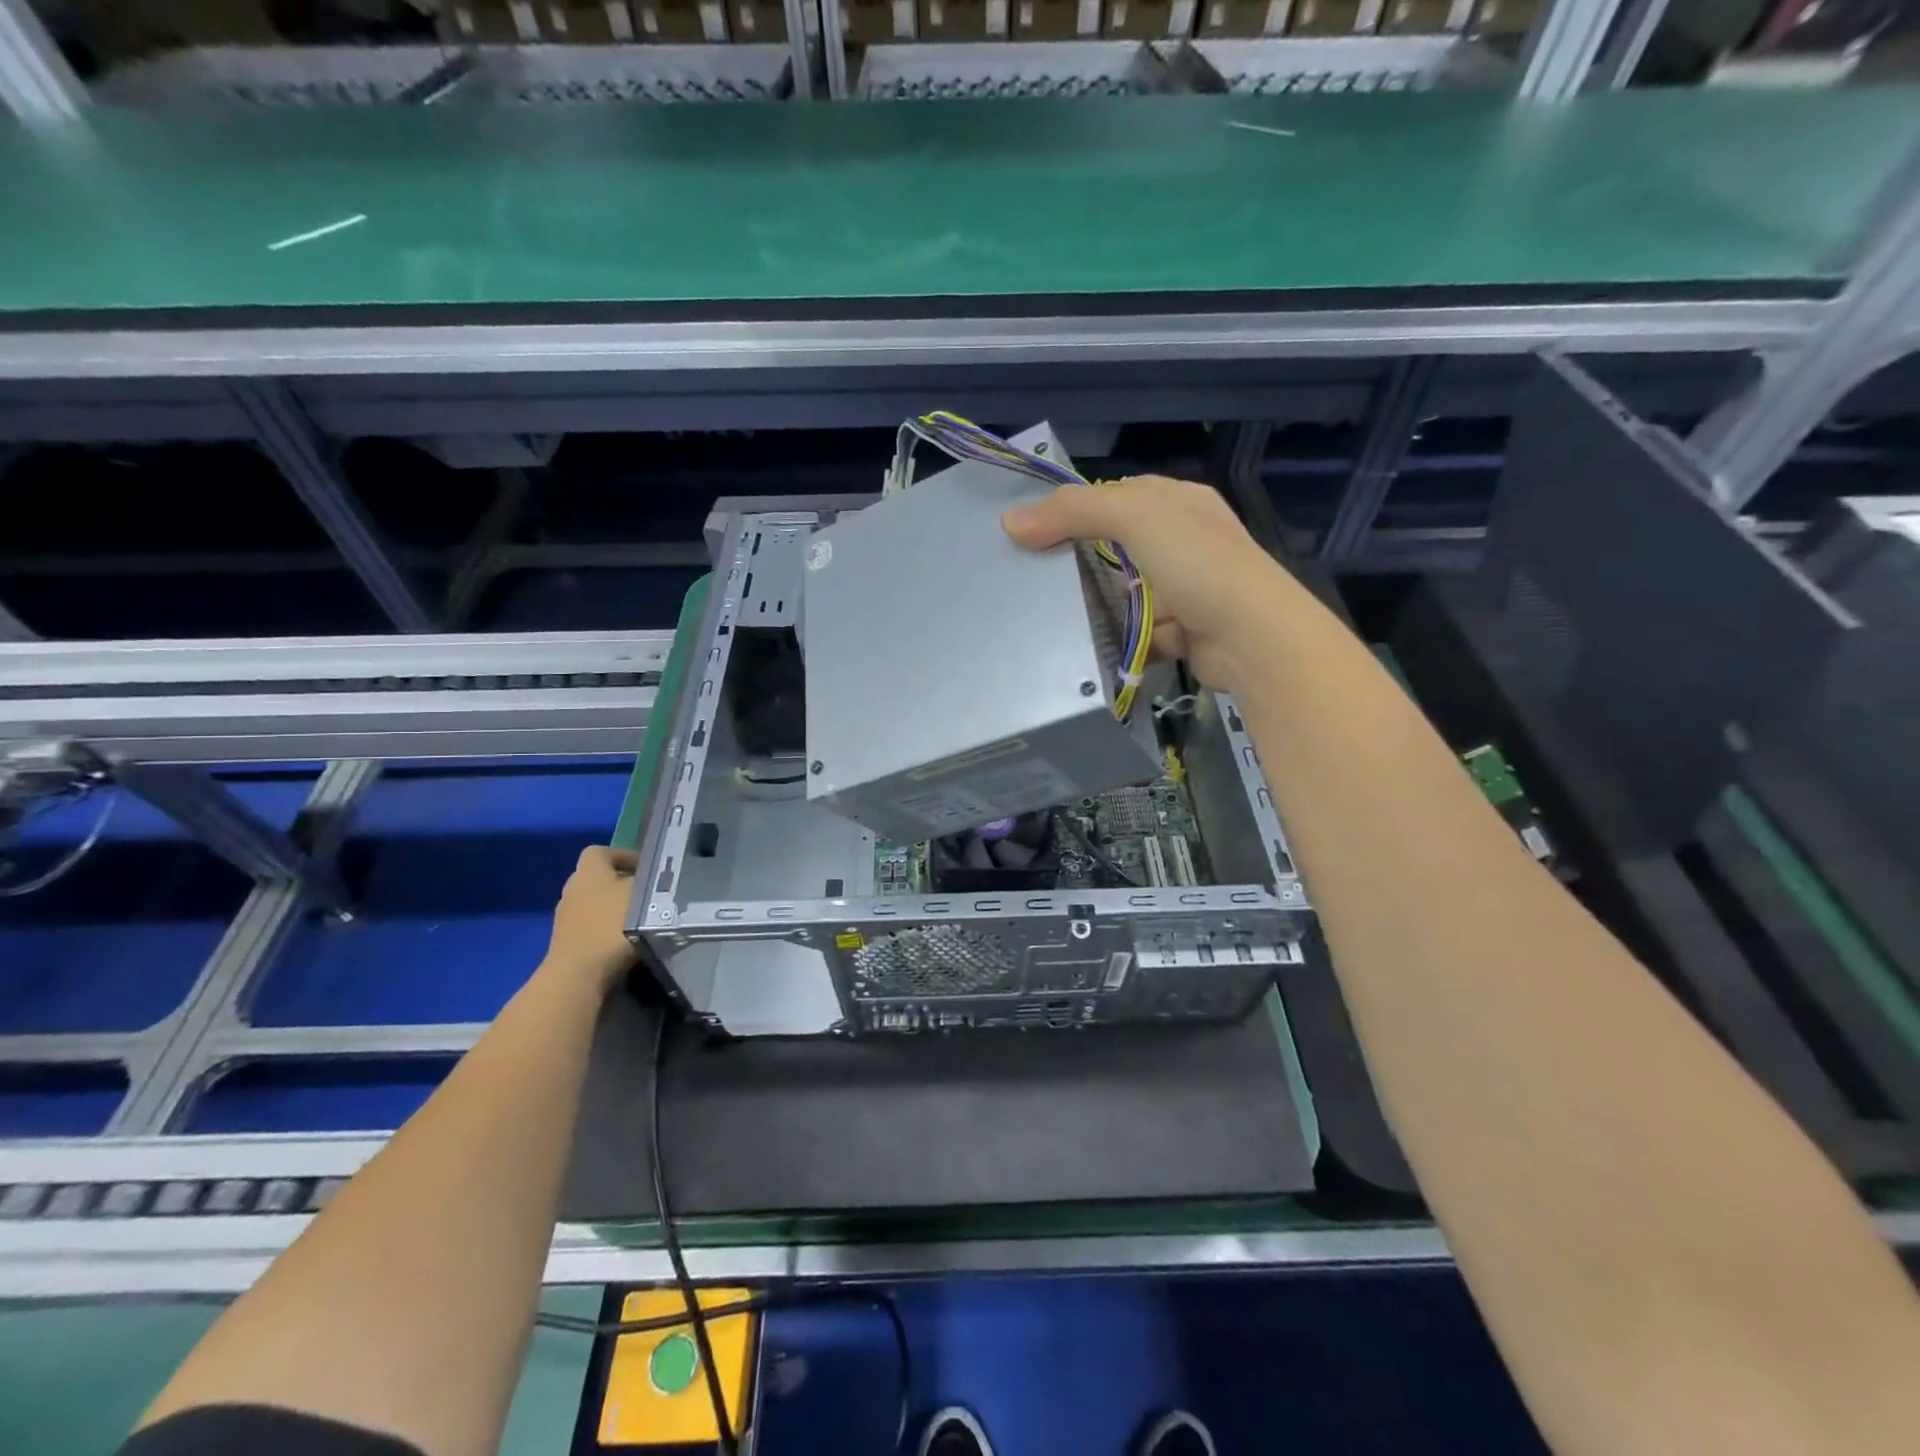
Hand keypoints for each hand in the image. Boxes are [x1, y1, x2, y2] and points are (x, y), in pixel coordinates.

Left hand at [544, 846, 639, 993]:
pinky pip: (591, 925)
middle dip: (623, 883)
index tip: (649, 869)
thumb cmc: (612, 926)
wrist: (578, 976)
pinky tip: (626, 940)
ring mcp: (565, 916)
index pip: (603, 851)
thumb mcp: (644, 895)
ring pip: (596, 902)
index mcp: (589, 870)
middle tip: (650, 893)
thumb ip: (653, 881)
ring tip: (642, 918)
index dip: (626, 856)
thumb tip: (660, 877)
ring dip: (615, 907)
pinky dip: (607, 928)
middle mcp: (572, 887)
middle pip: (599, 877)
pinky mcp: (567, 941)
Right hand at [1002, 476, 1293, 693]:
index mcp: (1179, 502)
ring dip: (1100, 606)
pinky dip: (1121, 640)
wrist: (1250, 637)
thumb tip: (1010, 521)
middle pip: (1120, 546)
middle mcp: (1186, 542)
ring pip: (1128, 593)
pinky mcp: (1184, 632)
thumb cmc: (1196, 562)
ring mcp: (1188, 589)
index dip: (1078, 509)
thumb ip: (1073, 512)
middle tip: (1035, 577)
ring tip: (1052, 616)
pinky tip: (1091, 647)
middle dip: (1083, 561)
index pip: (1119, 496)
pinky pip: (1140, 633)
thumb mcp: (1134, 516)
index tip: (1034, 532)